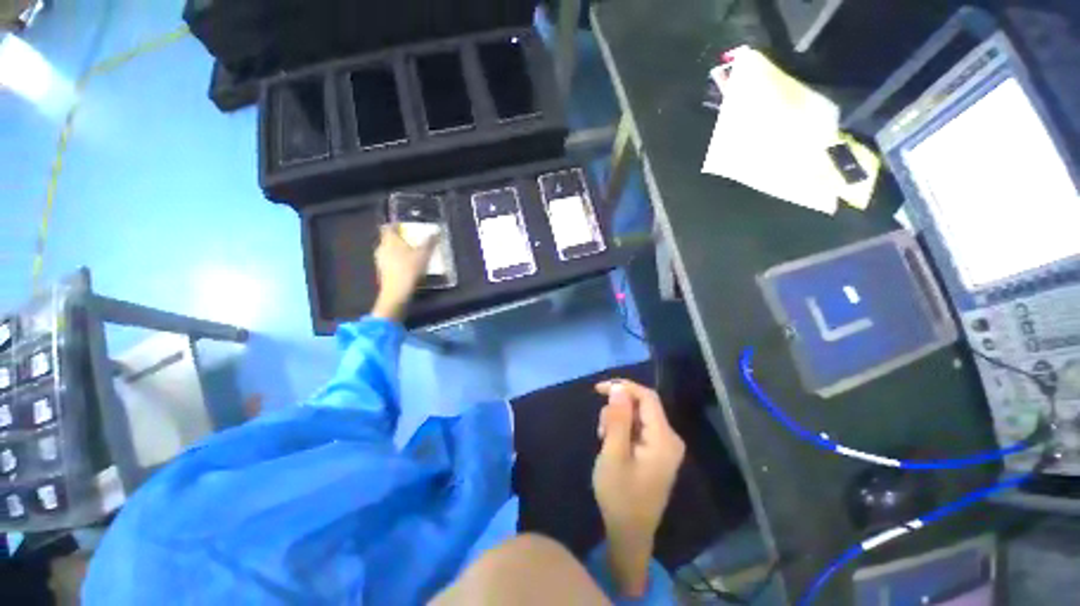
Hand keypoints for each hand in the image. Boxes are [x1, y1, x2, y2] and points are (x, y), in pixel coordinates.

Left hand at [371, 224, 436, 320]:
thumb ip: (430, 242)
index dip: (396, 225)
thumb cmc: (409, 268)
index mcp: (390, 240)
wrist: (397, 291)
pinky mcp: (382, 271)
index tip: (404, 226)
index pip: (389, 227)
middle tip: (411, 241)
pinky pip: (389, 261)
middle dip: (399, 239)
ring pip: (388, 250)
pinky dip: (396, 261)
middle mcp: (381, 247)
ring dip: (398, 251)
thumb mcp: (424, 254)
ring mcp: (380, 260)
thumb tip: (436, 232)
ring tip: (411, 254)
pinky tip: (406, 266)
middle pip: (388, 239)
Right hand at [592, 380, 684, 596]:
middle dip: (617, 409)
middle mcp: (669, 438)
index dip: (623, 387)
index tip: (599, 389)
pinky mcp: (657, 453)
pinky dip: (623, 430)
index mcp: (664, 439)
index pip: (647, 397)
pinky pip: (639, 429)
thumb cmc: (620, 496)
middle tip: (600, 429)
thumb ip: (617, 419)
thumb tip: (619, 388)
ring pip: (638, 417)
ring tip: (604, 440)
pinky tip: (612, 445)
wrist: (629, 534)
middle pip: (643, 406)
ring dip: (618, 420)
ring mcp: (664, 447)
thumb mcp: (613, 454)